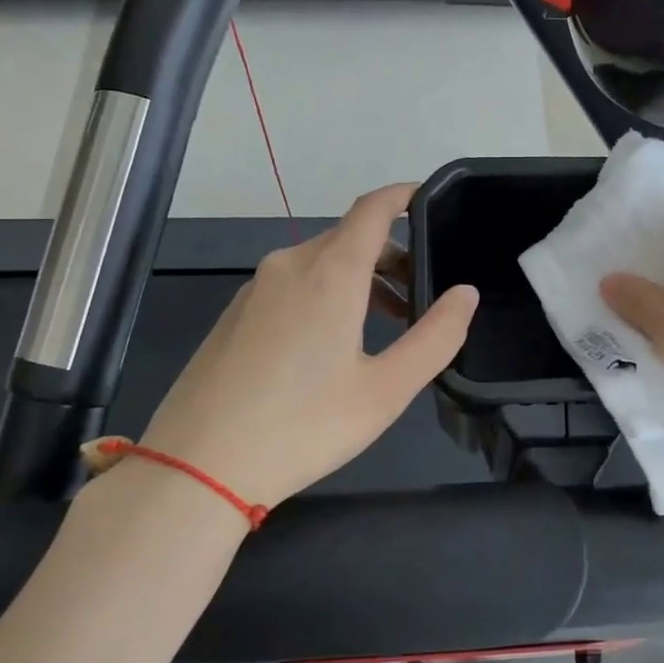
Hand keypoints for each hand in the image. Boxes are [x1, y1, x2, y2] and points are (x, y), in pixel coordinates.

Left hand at [139, 184, 477, 510]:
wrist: (198, 466)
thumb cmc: (303, 426)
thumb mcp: (386, 390)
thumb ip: (435, 337)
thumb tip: (465, 294)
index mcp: (330, 273)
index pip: (373, 209)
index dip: (404, 196)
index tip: (431, 202)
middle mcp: (290, 266)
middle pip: (349, 237)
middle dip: (392, 255)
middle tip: (421, 298)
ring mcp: (256, 289)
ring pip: (320, 263)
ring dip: (360, 280)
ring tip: (386, 326)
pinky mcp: (235, 314)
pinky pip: (292, 285)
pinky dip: (326, 294)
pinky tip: (331, 346)